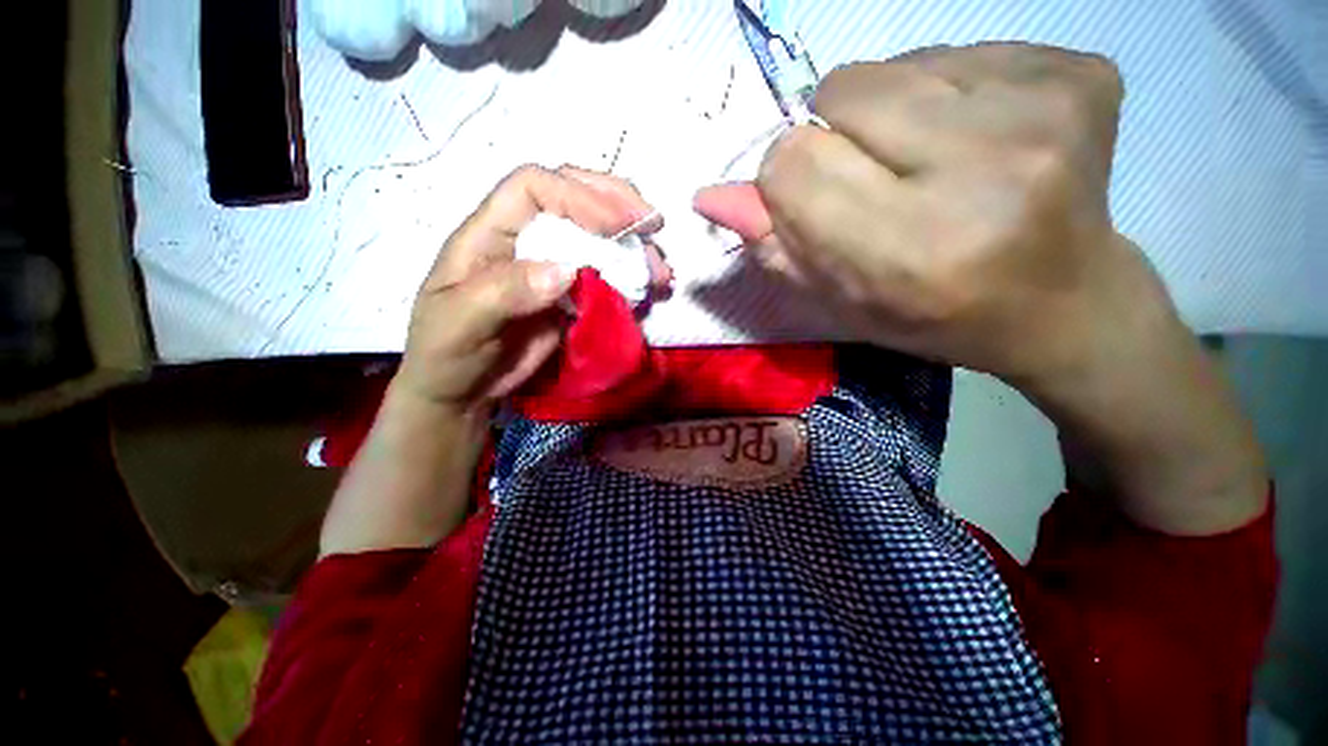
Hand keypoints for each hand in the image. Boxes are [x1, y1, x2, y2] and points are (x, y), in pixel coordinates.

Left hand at [394, 165, 666, 415]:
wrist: (463, 390)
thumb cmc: (446, 352)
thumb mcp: (460, 322)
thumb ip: (505, 292)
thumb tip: (566, 270)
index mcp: (491, 233)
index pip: (535, 187)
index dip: (578, 195)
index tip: (617, 225)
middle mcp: (526, 240)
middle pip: (573, 197)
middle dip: (617, 204)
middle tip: (654, 223)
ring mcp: (553, 268)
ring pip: (598, 238)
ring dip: (635, 247)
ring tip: (661, 270)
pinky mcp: (572, 296)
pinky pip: (607, 277)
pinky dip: (633, 279)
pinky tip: (650, 289)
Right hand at [696, 44, 1265, 534]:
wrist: (1063, 303)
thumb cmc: (933, 317)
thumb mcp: (839, 301)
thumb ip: (773, 246)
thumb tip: (707, 195)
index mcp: (911, 250)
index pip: (794, 165)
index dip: (787, 179)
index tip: (814, 199)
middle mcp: (983, 172)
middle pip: (840, 94)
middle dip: (836, 139)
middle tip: (879, 183)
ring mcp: (1044, 110)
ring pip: (893, 64)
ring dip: (889, 113)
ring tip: (931, 165)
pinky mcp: (1081, 72)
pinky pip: (958, 50)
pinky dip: (946, 93)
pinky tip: (979, 142)